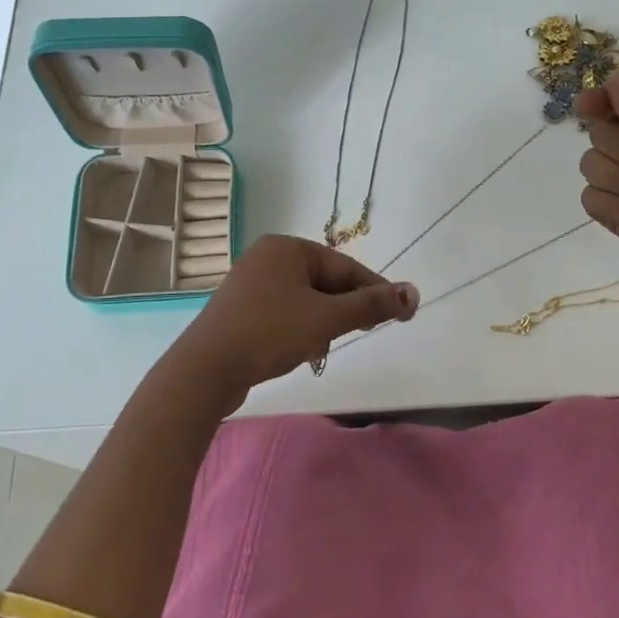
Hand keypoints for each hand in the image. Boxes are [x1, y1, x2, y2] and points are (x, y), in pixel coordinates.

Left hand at [168, 235, 418, 407]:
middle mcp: (267, 257)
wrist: (205, 370)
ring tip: (321, 346)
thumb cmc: (270, 333)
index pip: (345, 266)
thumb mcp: (327, 319)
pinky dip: (299, 328)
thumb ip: (371, 305)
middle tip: (361, 333)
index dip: (375, 291)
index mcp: (287, 247)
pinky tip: (299, 350)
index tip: (400, 313)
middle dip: (344, 310)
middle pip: (325, 282)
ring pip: (306, 300)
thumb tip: (413, 293)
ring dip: (322, 322)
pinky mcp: (240, 310)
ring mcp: (250, 283)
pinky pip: (284, 312)